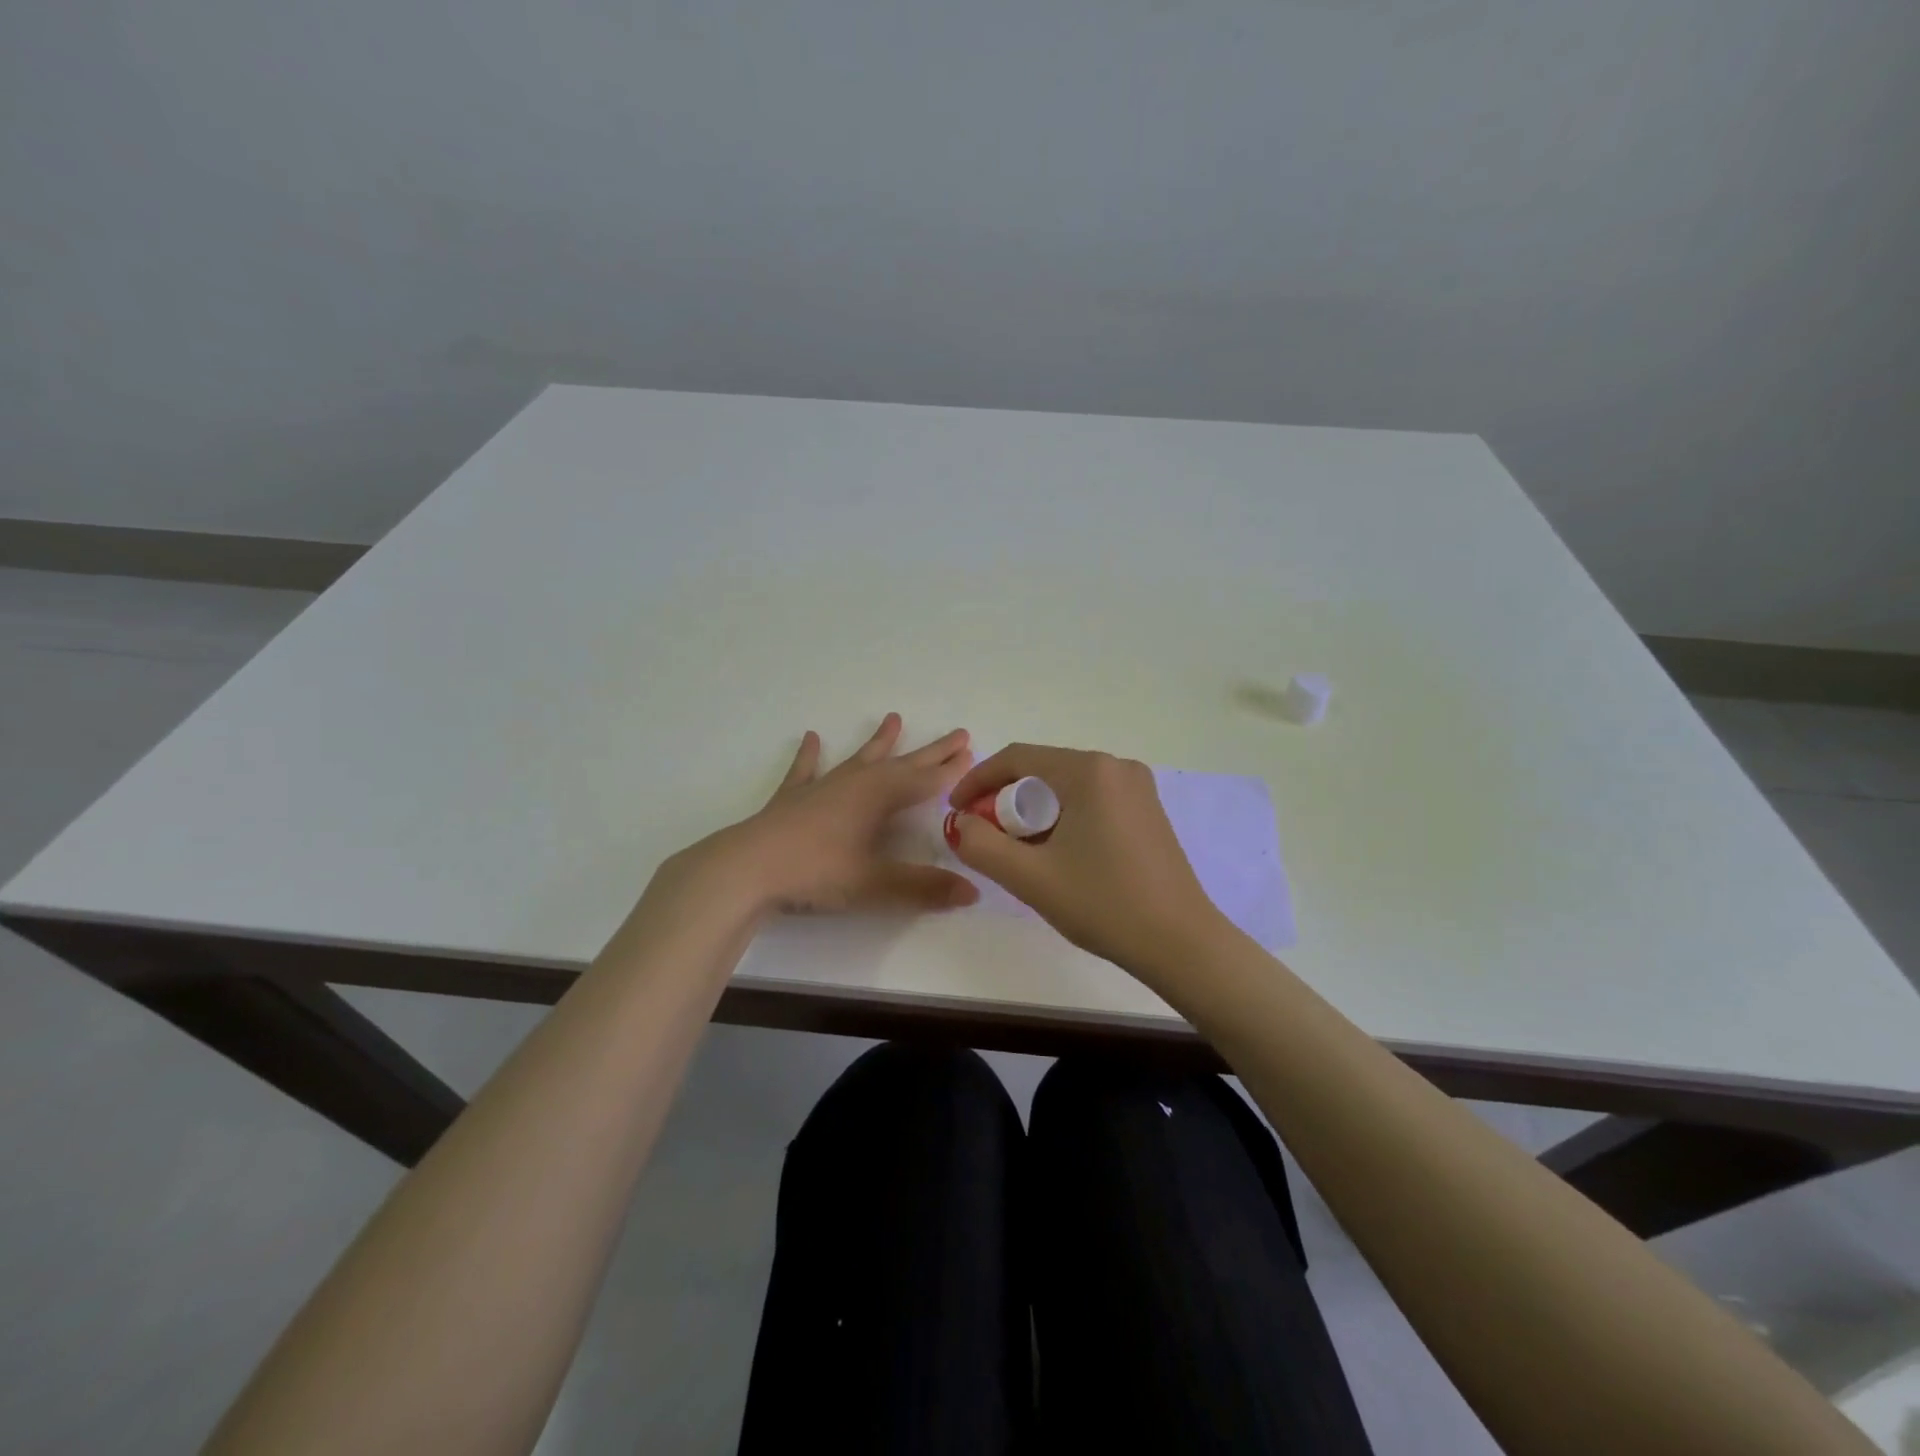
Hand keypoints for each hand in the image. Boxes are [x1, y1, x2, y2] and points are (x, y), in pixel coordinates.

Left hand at [685, 714, 980, 914]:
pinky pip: (806, 769)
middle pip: (903, 763)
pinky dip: (810, 754)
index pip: (926, 781)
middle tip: (958, 734)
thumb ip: (924, 888)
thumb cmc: (818, 872)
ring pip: (860, 758)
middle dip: (932, 751)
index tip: (974, 755)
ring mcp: (823, 786)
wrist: (750, 867)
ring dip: (879, 741)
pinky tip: (811, 737)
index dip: (951, 771)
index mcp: (880, 797)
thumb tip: (972, 892)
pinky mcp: (793, 797)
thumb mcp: (875, 884)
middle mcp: (856, 782)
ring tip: (894, 718)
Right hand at [947, 745, 1227, 978]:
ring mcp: (1138, 787)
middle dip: (1006, 799)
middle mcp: (1117, 766)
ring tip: (1019, 849)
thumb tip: (960, 823)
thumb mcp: (1030, 878)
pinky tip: (1059, 852)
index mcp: (1089, 770)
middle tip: (986, 836)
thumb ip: (981, 845)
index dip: (978, 780)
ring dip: (1035, 810)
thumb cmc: (1103, 904)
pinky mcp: (1148, 810)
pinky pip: (1092, 799)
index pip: (1017, 758)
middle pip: (1043, 770)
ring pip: (1067, 786)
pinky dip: (1065, 817)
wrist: (1180, 943)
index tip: (956, 810)